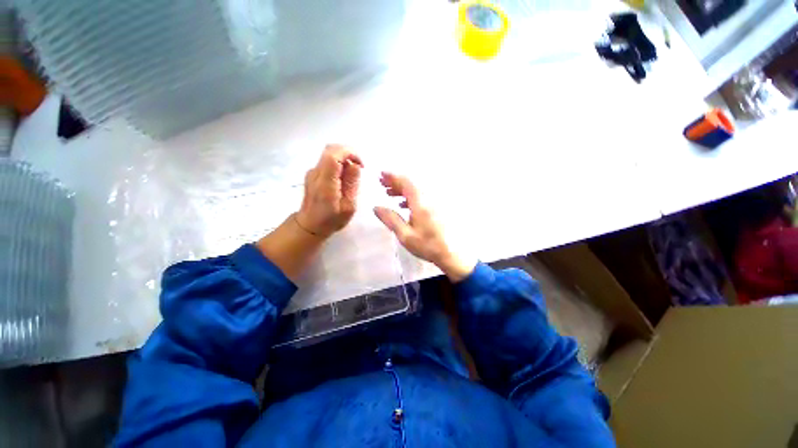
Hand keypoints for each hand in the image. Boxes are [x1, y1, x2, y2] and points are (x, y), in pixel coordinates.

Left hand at [296, 144, 362, 237]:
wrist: (310, 225)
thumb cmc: (332, 220)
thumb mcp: (349, 206)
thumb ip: (352, 184)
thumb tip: (355, 165)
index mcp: (325, 183)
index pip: (333, 155)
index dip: (349, 153)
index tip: (361, 164)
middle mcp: (316, 173)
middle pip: (330, 149)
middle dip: (348, 153)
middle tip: (359, 167)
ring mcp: (312, 172)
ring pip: (329, 154)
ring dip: (344, 158)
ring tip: (352, 175)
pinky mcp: (313, 173)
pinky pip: (327, 161)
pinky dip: (339, 163)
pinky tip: (344, 178)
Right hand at [373, 172, 473, 281]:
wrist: (451, 253)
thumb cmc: (427, 245)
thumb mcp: (405, 235)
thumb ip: (391, 219)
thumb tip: (376, 207)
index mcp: (420, 202)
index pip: (405, 183)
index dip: (392, 177)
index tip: (381, 175)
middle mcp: (428, 198)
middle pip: (411, 184)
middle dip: (395, 182)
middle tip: (382, 184)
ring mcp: (434, 202)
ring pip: (416, 190)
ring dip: (402, 189)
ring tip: (389, 194)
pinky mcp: (437, 208)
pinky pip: (421, 196)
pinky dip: (410, 197)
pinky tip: (404, 204)